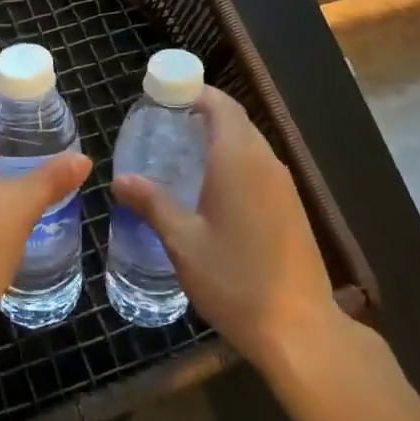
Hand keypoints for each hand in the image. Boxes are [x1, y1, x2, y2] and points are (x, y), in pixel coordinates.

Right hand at [112, 87, 340, 372]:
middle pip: (236, 120)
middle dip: (203, 113)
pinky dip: (234, 161)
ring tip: (181, 153)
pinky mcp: (292, 207)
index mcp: (239, 159)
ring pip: (250, 144)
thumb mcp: (183, 242)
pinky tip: (212, 189)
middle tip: (164, 125)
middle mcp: (266, 162)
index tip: (165, 95)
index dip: (195, 92)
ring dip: (219, 138)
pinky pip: (259, 166)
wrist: (299, 328)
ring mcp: (284, 185)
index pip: (221, 105)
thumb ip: (153, 204)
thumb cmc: (235, 279)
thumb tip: (120, 180)